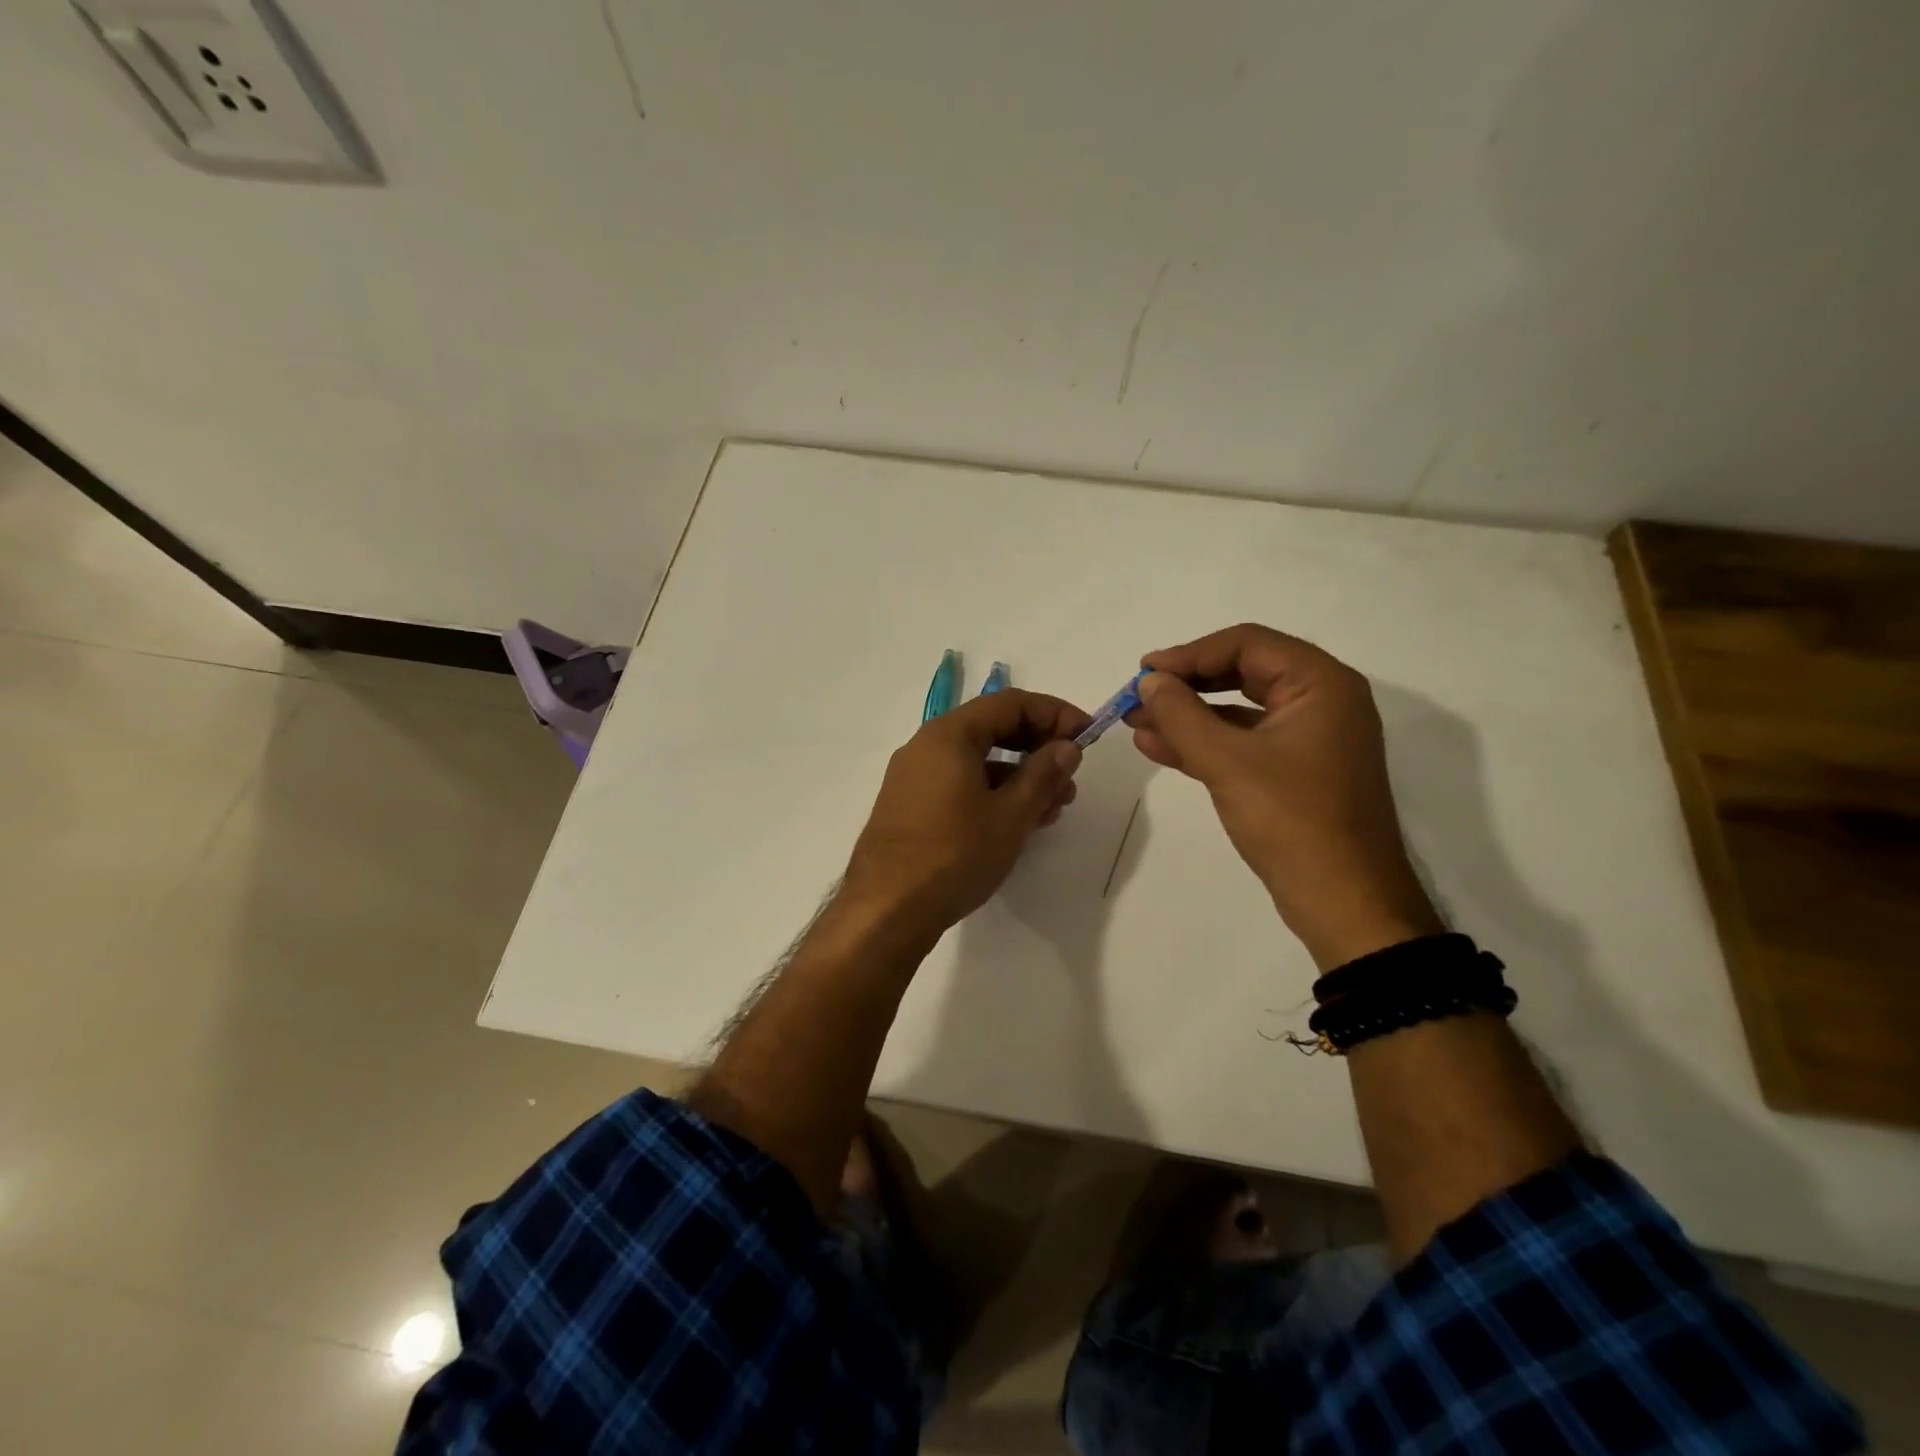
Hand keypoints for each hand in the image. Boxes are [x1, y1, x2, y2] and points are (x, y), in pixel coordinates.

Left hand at [844, 689, 1090, 937]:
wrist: (886, 910)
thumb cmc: (954, 855)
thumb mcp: (1010, 815)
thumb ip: (1043, 775)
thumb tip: (1067, 747)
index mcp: (949, 735)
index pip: (1011, 703)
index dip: (1055, 714)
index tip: (1087, 737)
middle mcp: (926, 746)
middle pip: (993, 728)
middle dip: (1038, 748)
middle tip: (1071, 777)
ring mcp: (914, 777)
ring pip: (978, 761)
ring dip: (1019, 776)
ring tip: (1053, 809)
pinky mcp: (911, 806)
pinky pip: (959, 784)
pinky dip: (993, 793)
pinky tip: (1017, 823)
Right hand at [1127, 624, 1442, 968]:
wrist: (1345, 903)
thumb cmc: (1291, 820)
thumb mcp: (1227, 762)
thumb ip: (1181, 715)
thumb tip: (1148, 680)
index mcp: (1321, 684)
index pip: (1247, 644)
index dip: (1190, 653)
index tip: (1144, 672)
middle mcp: (1321, 702)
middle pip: (1242, 672)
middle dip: (1186, 685)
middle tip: (1138, 696)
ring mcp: (1309, 739)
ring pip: (1239, 711)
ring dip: (1188, 716)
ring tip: (1136, 723)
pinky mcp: (1295, 772)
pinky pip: (1244, 743)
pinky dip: (1204, 743)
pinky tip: (1159, 748)